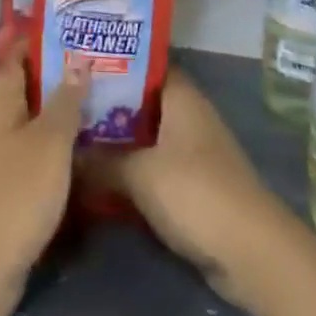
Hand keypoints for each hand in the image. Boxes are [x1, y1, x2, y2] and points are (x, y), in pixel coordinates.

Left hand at [0, 36, 88, 315]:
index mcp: (2, 103)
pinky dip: (67, 146)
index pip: (16, 54)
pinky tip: (97, 145)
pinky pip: (45, 156)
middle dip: (63, 71)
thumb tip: (78, 57)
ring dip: (68, 110)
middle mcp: (1, 124)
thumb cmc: (13, 194)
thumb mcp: (48, 143)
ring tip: (110, 94)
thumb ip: (65, 102)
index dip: (39, 35)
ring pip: (40, 122)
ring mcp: (7, 159)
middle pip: (31, 87)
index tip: (73, 21)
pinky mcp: (17, 192)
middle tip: (104, 57)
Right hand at [79, 70, 298, 314]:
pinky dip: (130, 170)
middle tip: (65, 103)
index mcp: (182, 97)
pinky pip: (153, 167)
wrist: (250, 253)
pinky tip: (98, 177)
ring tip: (73, 137)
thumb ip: (100, 161)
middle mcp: (188, 116)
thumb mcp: (139, 174)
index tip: (78, 65)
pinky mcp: (192, 186)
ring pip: (146, 137)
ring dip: (117, 141)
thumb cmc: (195, 193)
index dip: (114, 62)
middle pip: (142, 102)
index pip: (146, 65)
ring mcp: (192, 152)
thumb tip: (66, 153)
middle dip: (107, 105)